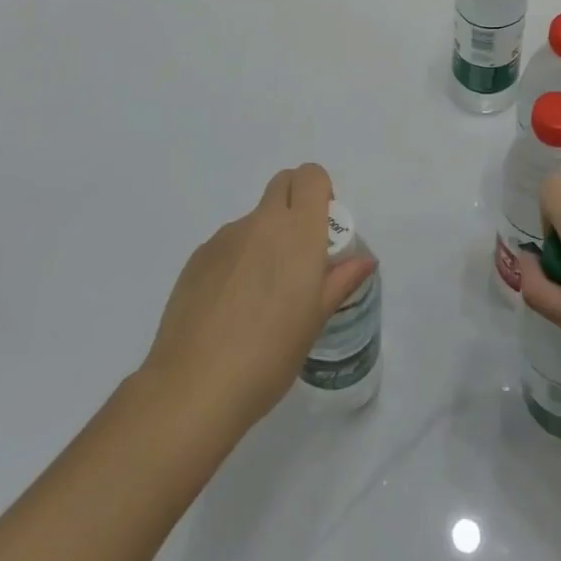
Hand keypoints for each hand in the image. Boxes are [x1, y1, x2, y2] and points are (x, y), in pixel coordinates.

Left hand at [142, 164, 375, 430]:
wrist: (195, 385)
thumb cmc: (270, 354)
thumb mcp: (316, 320)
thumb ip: (341, 280)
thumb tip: (364, 260)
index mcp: (297, 231)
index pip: (311, 176)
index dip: (321, 193)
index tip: (323, 229)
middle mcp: (261, 222)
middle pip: (283, 183)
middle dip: (296, 203)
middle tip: (299, 253)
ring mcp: (225, 237)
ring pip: (254, 219)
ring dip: (265, 238)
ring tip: (261, 296)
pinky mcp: (198, 257)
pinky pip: (228, 244)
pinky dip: (237, 261)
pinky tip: (231, 308)